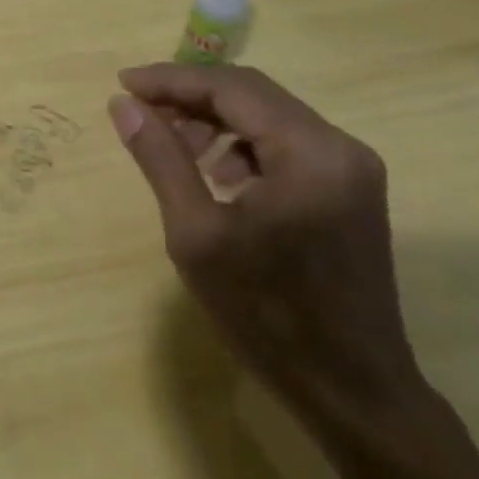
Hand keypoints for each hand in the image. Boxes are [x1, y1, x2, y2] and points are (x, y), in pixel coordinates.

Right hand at [109, 63, 421, 408]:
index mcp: (309, 151)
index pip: (230, 87)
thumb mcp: (198, 236)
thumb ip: (160, 158)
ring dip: (217, 119)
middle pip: (252, 93)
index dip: (172, 80)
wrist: (355, 398)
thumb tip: (122, 104)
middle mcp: (339, 144)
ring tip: (176, 147)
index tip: (124, 83)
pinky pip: (287, 141)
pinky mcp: (351, 186)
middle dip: (192, 96)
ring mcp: (351, 165)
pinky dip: (245, 144)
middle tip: (142, 111)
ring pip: (269, 114)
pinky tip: (218, 175)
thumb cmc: (269, 318)